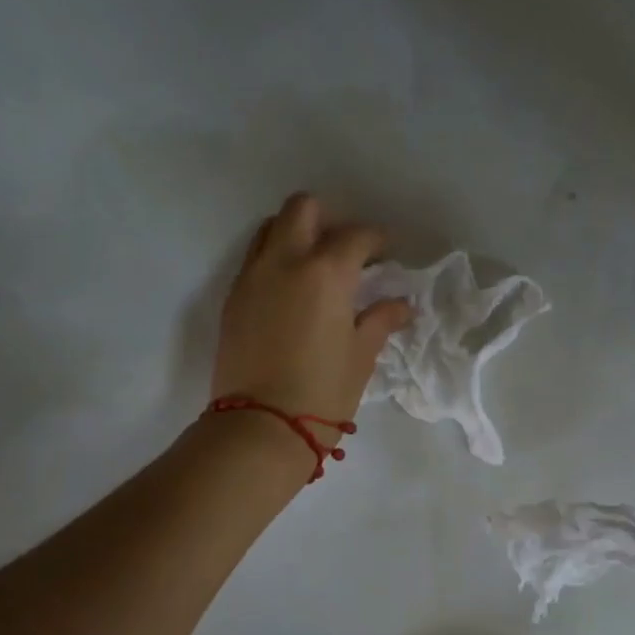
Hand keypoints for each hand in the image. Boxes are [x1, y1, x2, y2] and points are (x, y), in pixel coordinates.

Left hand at [212, 192, 412, 424]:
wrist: (261, 426)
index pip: (356, 236)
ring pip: (271, 229)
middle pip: (303, 209)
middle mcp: (285, 261)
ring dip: (295, 234)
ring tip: (313, 265)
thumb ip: (380, 320)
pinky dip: (274, 260)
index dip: (377, 240)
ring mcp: (252, 277)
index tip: (386, 253)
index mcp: (326, 272)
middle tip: (344, 250)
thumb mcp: (361, 356)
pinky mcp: (232, 298)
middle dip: (328, 219)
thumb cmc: (322, 392)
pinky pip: (254, 259)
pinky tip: (289, 292)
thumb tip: (401, 304)